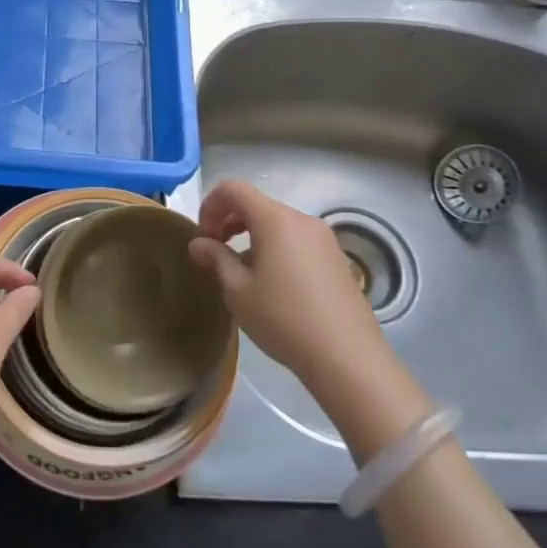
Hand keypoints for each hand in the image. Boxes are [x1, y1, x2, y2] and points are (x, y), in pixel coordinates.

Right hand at [187, 180, 386, 389]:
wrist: (348, 358)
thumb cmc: (284, 319)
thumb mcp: (238, 291)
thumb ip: (216, 259)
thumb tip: (198, 243)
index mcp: (275, 219)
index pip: (234, 189)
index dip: (210, 206)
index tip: (203, 238)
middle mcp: (302, 219)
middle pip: (257, 205)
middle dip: (230, 222)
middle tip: (216, 254)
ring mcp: (324, 238)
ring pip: (278, 224)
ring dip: (252, 237)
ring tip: (243, 274)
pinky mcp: (337, 259)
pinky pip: (297, 241)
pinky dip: (276, 248)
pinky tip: (274, 286)